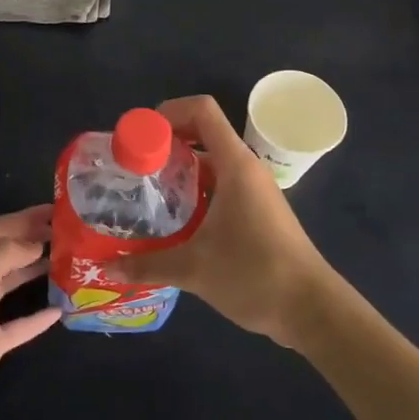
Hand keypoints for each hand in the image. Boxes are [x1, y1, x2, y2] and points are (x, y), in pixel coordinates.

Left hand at [0, 205, 61, 419]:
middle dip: (35, 237)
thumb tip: (35, 242)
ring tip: (69, 261)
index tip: (60, 210)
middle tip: (71, 233)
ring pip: (12, 280)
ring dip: (38, 268)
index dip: (28, 216)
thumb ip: (4, 255)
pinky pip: (19, 320)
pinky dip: (38, 313)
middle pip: (7, 250)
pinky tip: (60, 309)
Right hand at [111, 95, 344, 349]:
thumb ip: (147, 265)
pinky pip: (220, 185)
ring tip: (145, 193)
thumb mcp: (194, 270)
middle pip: (203, 133)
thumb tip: (107, 267)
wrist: (311, 309)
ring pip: (211, 163)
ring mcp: (253, 190)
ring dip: (179, 170)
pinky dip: (195, 191)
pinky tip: (174, 220)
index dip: (169, 112)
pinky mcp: (256, 212)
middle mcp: (245, 169)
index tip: (140, 137)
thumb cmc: (255, 274)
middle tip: (133, 168)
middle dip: (166, 143)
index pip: (202, 110)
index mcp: (235, 165)